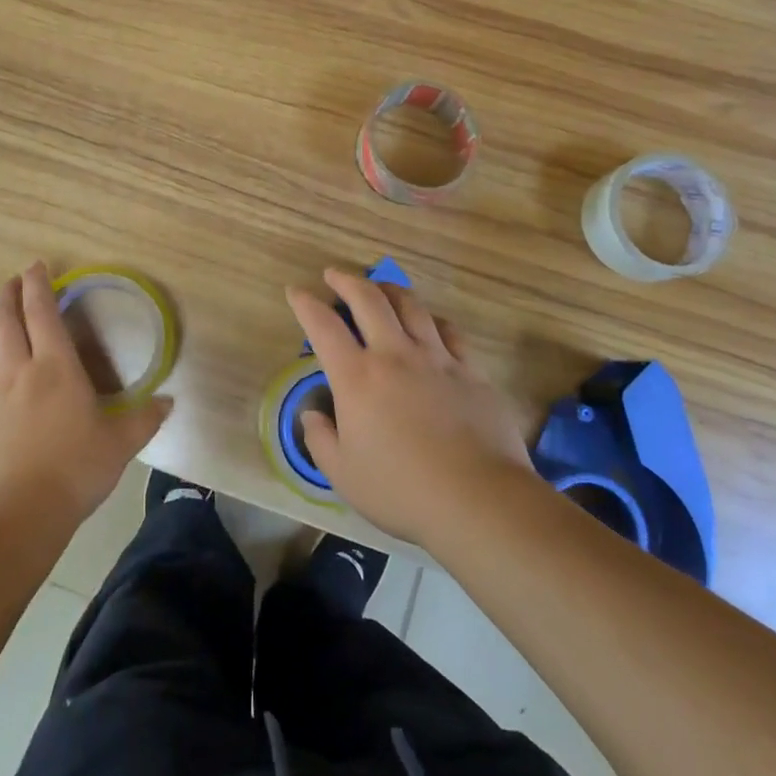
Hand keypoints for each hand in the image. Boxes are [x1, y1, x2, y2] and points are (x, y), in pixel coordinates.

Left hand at [0, 262, 170, 532]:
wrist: (17, 514)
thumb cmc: (74, 471)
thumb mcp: (120, 446)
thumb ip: (145, 420)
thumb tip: (169, 402)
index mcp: (55, 367)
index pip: (42, 312)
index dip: (38, 284)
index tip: (36, 266)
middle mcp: (18, 370)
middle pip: (4, 319)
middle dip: (8, 294)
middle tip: (15, 281)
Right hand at [285, 269, 531, 543]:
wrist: (479, 500)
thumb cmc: (401, 491)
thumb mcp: (342, 474)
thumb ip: (320, 439)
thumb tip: (312, 414)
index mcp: (357, 377)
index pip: (323, 326)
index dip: (305, 303)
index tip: (296, 291)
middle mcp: (394, 355)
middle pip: (368, 299)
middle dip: (346, 280)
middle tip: (334, 275)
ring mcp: (437, 358)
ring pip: (411, 306)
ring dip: (389, 290)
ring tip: (379, 288)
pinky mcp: (471, 371)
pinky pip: (449, 331)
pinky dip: (431, 320)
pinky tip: (429, 323)